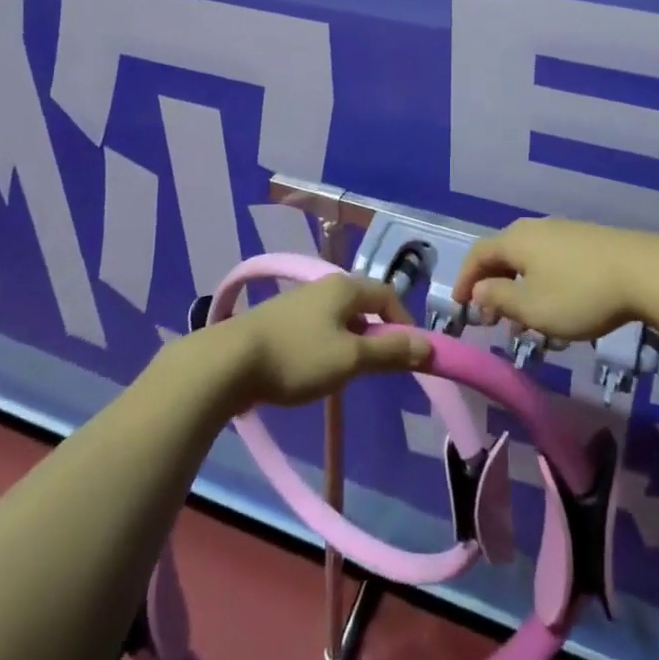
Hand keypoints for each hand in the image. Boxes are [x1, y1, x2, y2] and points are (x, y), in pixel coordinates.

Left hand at [213, 273, 434, 410]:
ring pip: (341, 318)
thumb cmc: (297, 357)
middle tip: (380, 368)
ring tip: (349, 374)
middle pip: (364, 304)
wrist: (229, 363)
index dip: (404, 322)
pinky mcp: (281, 321)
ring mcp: (300, 301)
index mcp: (345, 286)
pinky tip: (317, 371)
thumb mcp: (350, 359)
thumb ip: (390, 351)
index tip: (409, 355)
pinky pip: (319, 328)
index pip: (388, 295)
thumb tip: (429, 346)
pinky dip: (329, 345)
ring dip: (353, 341)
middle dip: (378, 333)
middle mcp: (325, 285)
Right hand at [453, 217, 658, 342]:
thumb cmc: (579, 293)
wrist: (643, 271)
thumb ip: (500, 297)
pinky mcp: (586, 240)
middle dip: (492, 285)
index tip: (461, 306)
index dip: (465, 279)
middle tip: (491, 318)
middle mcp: (534, 228)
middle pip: (503, 253)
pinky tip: (555, 305)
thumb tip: (480, 289)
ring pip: (528, 258)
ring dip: (518, 286)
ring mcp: (563, 230)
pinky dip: (540, 281)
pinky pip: (550, 259)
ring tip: (524, 320)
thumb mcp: (533, 307)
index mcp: (515, 240)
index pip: (478, 253)